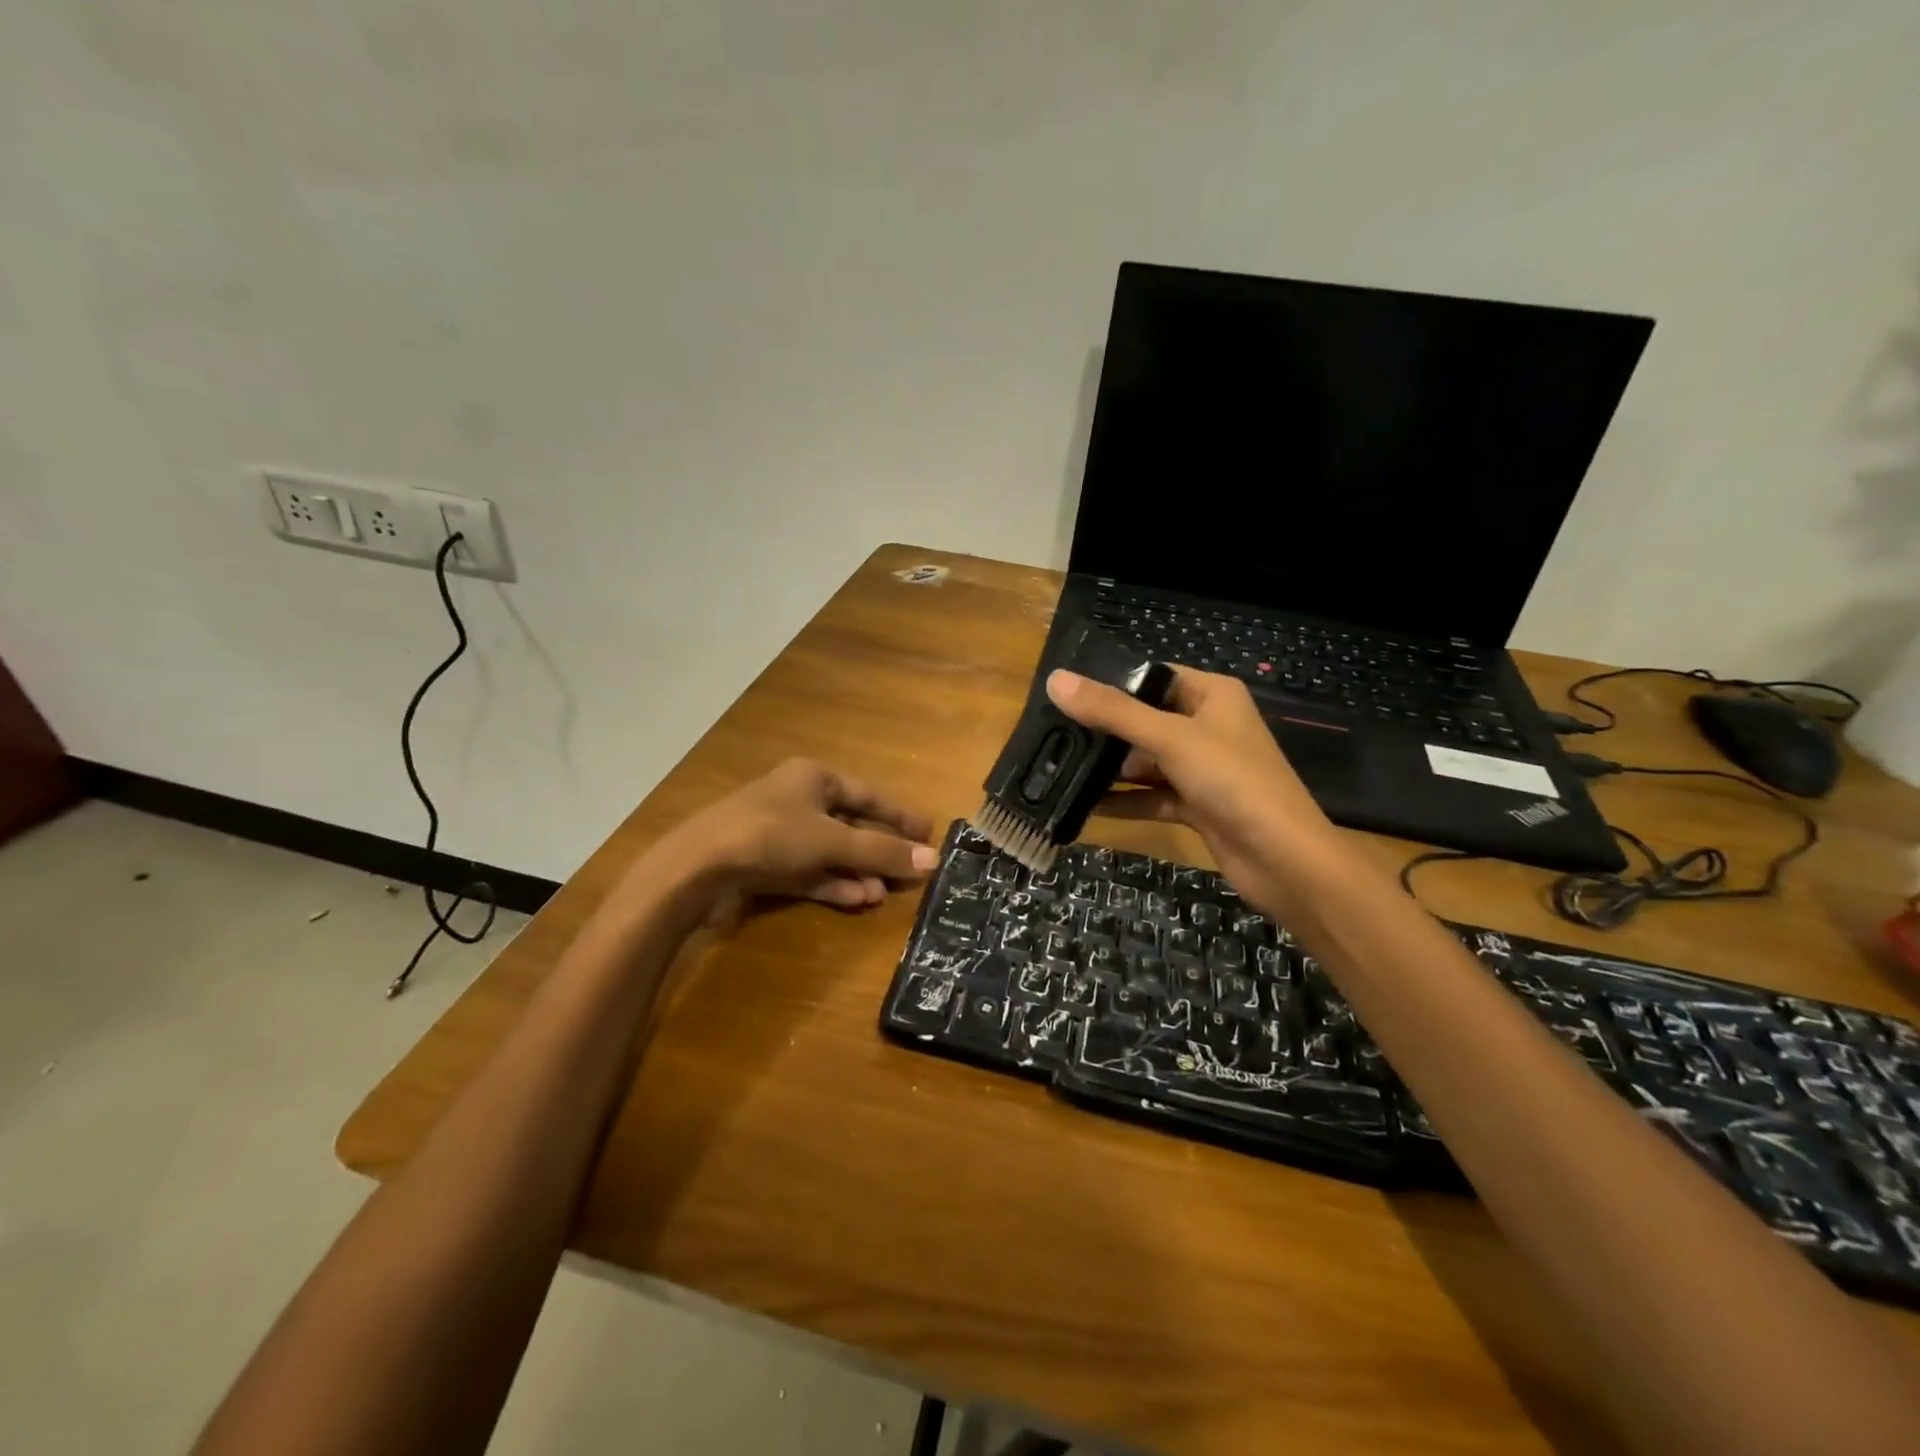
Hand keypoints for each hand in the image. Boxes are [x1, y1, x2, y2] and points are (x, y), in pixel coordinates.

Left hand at [659, 758, 938, 909]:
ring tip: (882, 894)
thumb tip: (934, 860)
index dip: (900, 815)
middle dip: (877, 851)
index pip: (869, 795)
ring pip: (829, 852)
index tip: (928, 833)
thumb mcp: (832, 841)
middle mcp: (797, 799)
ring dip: (856, 872)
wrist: (697, 866)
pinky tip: (856, 900)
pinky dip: (831, 884)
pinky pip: (808, 871)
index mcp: (813, 778)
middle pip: (850, 825)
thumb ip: (882, 852)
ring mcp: (778, 833)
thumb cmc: (771, 836)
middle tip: (908, 872)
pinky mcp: (764, 863)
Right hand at [1046, 666, 1338, 909]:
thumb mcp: (1170, 738)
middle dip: (1103, 730)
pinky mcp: (1197, 805)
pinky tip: (1083, 805)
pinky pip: (1152, 796)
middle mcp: (1207, 726)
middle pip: (1144, 720)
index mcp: (1212, 695)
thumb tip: (1056, 680)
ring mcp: (1203, 768)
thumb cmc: (1233, 781)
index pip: (1152, 677)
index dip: (1111, 682)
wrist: (1284, 860)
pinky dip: (1124, 801)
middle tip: (1050, 732)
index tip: (1064, 691)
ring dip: (1109, 769)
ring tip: (1057, 767)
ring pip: (1146, 761)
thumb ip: (1112, 712)